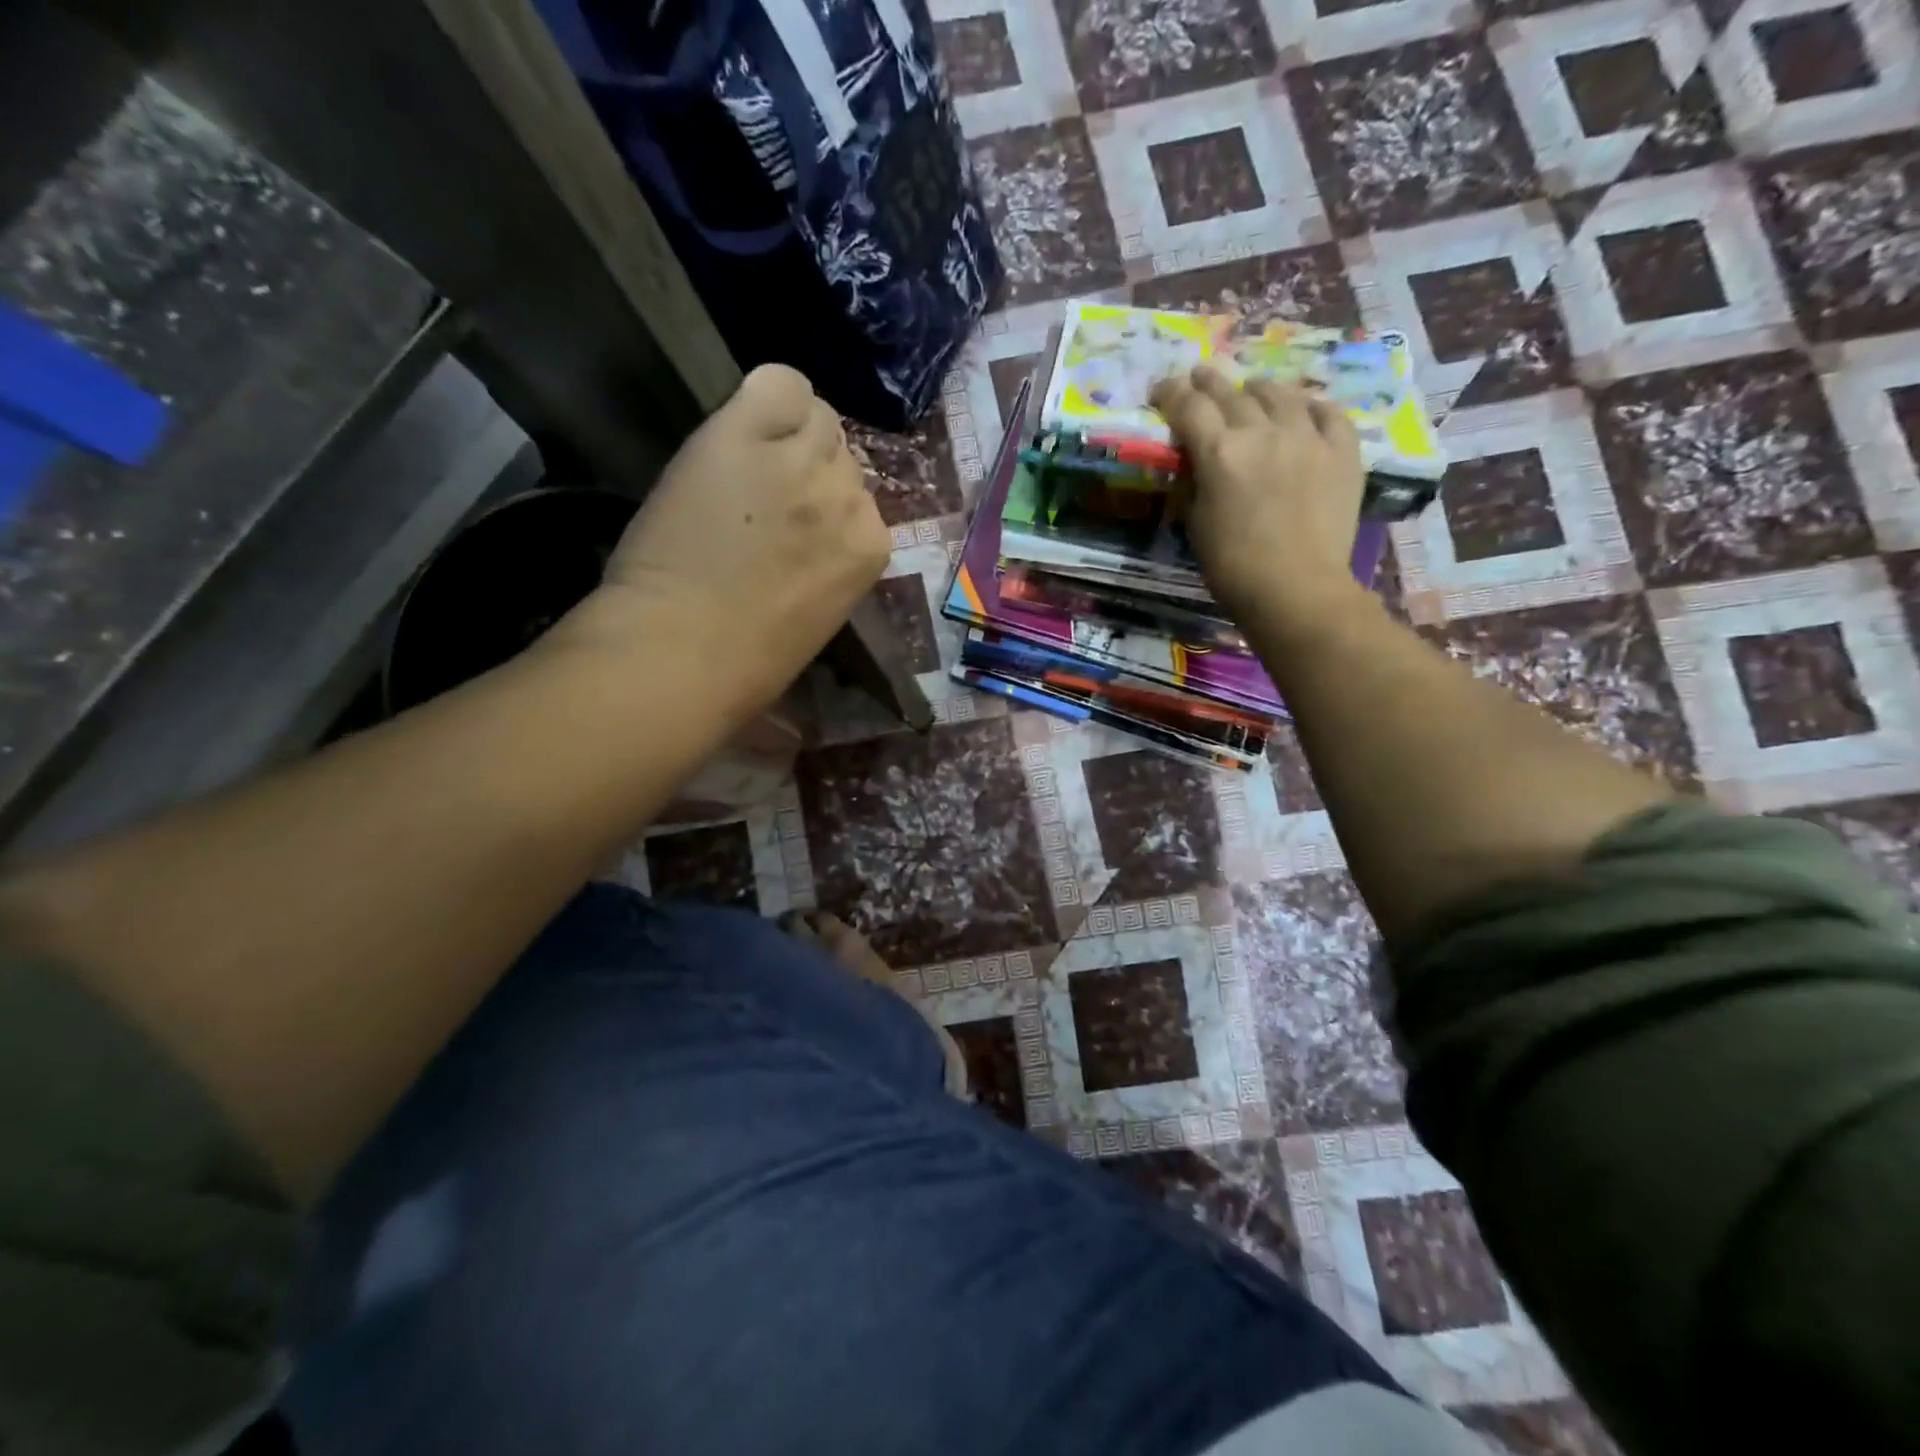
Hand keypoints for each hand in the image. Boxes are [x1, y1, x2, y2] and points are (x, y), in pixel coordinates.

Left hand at [558, 364, 890, 715]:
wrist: (684, 651)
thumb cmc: (749, 661)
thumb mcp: (818, 613)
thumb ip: (829, 562)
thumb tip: (814, 535)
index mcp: (871, 549)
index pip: (863, 498)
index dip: (825, 506)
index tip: (794, 524)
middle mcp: (848, 498)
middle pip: (841, 454)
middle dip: (808, 469)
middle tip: (762, 497)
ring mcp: (799, 464)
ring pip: (815, 415)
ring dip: (786, 433)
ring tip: (746, 465)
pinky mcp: (745, 435)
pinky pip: (779, 382)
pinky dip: (764, 397)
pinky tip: (740, 427)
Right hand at [1149, 366, 1365, 627]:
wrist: (1296, 589)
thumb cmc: (1232, 567)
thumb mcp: (1195, 524)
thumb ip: (1195, 483)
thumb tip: (1196, 462)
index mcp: (1219, 452)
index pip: (1188, 407)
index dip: (1170, 393)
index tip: (1161, 389)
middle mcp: (1262, 432)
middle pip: (1231, 393)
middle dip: (1209, 382)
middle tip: (1199, 376)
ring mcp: (1308, 437)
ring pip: (1280, 394)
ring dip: (1259, 389)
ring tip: (1252, 390)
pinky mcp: (1343, 451)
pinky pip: (1328, 413)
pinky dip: (1312, 406)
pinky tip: (1305, 408)